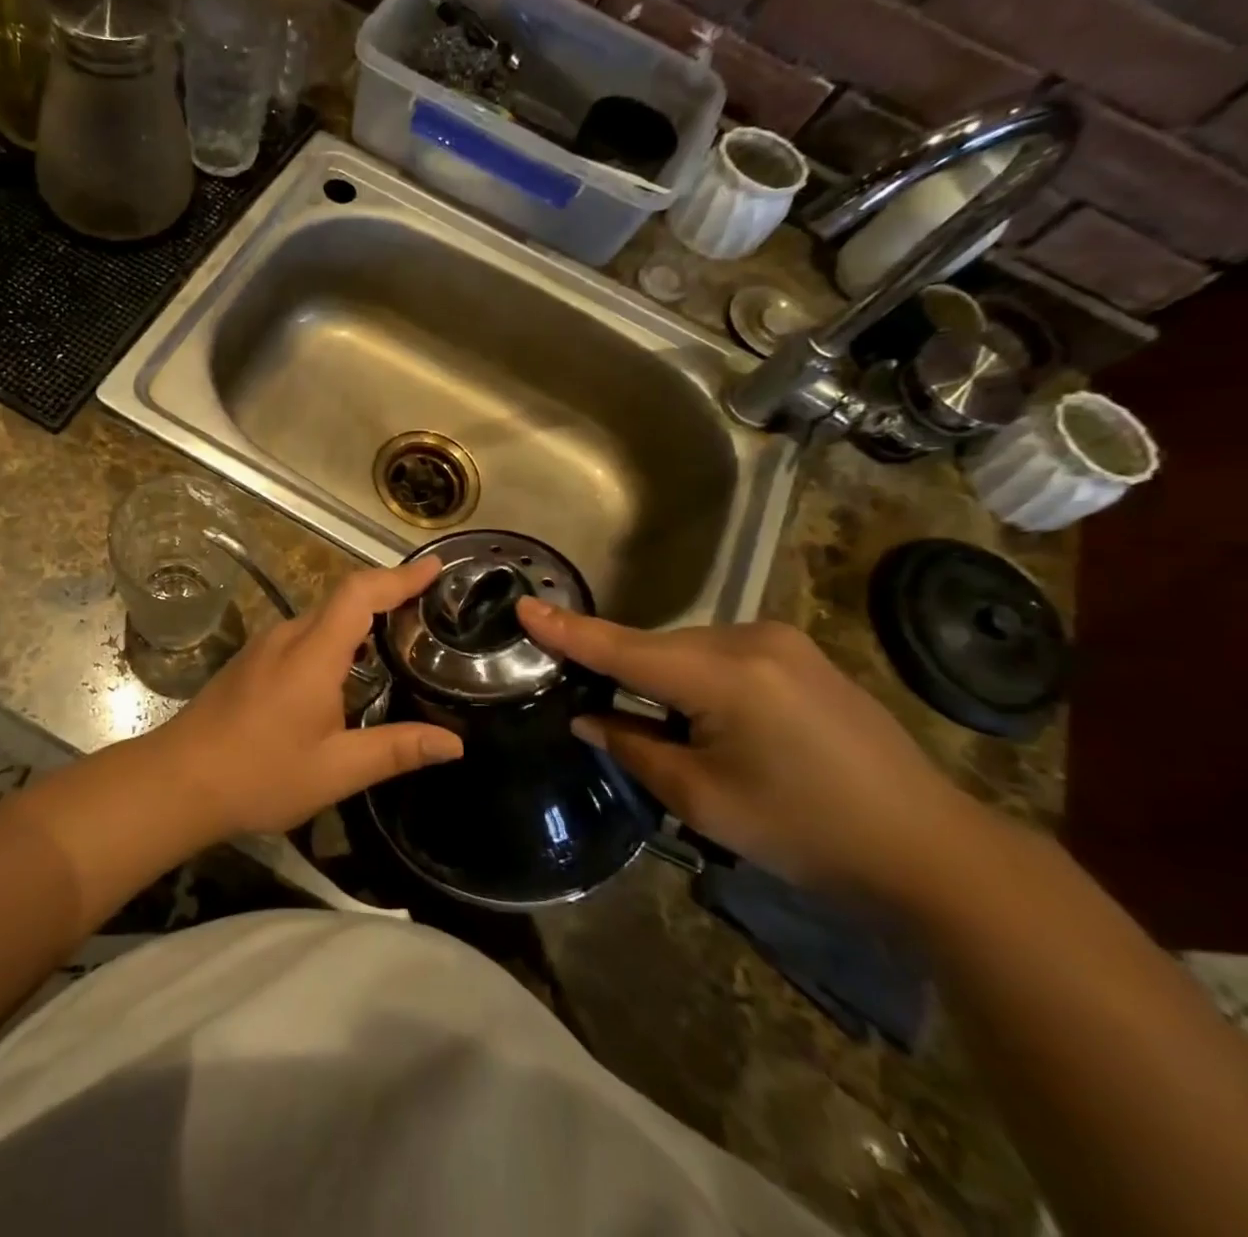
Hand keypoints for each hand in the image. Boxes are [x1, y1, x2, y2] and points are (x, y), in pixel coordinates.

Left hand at [149, 557, 461, 836]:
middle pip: (343, 598)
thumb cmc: (259, 775)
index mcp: (313, 653)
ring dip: (360, 618)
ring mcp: (264, 646)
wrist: (177, 781)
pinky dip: (337, 637)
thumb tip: (455, 743)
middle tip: (429, 609)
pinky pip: (304, 635)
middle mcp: (287, 637)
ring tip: (399, 637)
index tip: (436, 568)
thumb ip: (397, 750)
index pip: (360, 593)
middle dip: (388, 595)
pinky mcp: (251, 661)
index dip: (400, 577)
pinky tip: (350, 669)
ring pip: (322, 617)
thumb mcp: (336, 770)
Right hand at [516, 601, 968, 897]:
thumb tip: (588, 716)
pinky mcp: (802, 655)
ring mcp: (782, 642)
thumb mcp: (703, 799)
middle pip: (656, 649)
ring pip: (688, 652)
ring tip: (669, 732)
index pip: (622, 648)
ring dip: (663, 681)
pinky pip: (722, 656)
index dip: (567, 631)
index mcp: (723, 675)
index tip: (524, 606)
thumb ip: (633, 746)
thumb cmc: (807, 832)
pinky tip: (713, 720)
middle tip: (600, 714)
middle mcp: (750, 640)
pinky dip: (697, 680)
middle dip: (624, 675)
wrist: (932, 850)